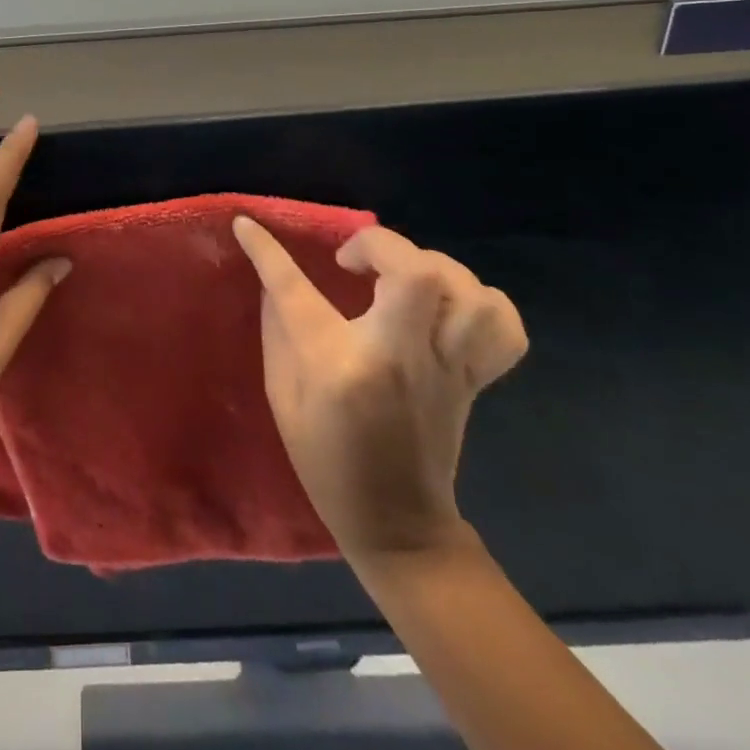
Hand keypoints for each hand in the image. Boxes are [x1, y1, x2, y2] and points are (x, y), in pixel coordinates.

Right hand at [233, 219, 526, 561]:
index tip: (247, 225)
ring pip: (467, 293)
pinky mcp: (472, 379)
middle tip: (352, 260)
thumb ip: (278, 330)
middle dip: (380, 245)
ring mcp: (445, 368)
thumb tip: (273, 278)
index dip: (266, 251)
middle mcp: (398, 357)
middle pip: (415, 273)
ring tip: (402, 276)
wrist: (397, 525)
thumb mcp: (283, 397)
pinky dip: (480, 302)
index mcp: (338, 365)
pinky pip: (502, 327)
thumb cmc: (325, 461)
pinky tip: (449, 304)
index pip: (295, 288)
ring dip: (433, 267)